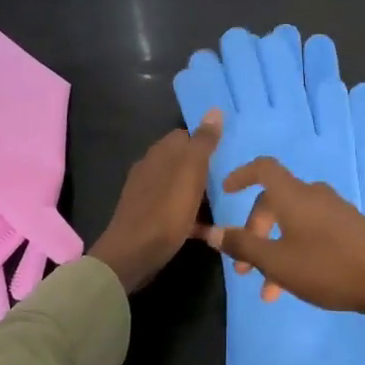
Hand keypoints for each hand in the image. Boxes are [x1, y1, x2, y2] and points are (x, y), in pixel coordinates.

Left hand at [88, 111, 221, 292]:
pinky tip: (207, 229)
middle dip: (204, 167)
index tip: (228, 152)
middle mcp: (150, 168)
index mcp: (160, 153)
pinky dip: (190, 216)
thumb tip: (214, 110)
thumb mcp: (191, 171)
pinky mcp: (148, 218)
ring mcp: (146, 194)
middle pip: (182, 160)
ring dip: (198, 192)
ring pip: (179, 185)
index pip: (185, 135)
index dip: (206, 141)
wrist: (133, 253)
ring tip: (223, 202)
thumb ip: (203, 142)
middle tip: (231, 178)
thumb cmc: (166, 209)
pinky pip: (174, 210)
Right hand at [200, 156, 364, 364]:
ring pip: (293, 222)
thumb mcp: (277, 262)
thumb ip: (242, 246)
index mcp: (294, 195)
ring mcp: (335, 210)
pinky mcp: (350, 227)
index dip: (241, 175)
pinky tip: (296, 282)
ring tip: (269, 290)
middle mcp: (314, 195)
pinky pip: (312, 231)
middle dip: (255, 232)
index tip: (225, 193)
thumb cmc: (327, 267)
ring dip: (275, 249)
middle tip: (244, 268)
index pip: (263, 168)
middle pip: (275, 201)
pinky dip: (296, 250)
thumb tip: (211, 231)